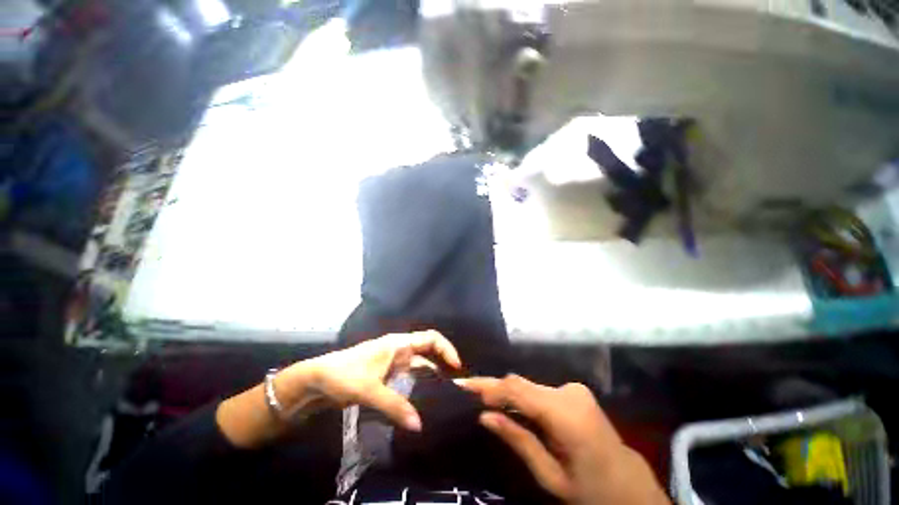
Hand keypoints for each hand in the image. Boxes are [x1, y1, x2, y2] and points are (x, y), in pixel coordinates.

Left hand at [293, 330, 461, 430]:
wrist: (317, 380)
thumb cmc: (345, 375)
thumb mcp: (370, 390)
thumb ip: (395, 406)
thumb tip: (419, 425)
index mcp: (399, 344)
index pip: (430, 338)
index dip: (446, 348)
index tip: (456, 367)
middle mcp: (400, 350)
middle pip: (428, 354)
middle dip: (442, 367)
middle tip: (454, 388)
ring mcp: (393, 364)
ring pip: (419, 368)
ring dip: (430, 380)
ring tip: (443, 399)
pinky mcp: (387, 376)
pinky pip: (409, 380)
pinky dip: (417, 389)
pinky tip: (422, 404)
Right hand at [458, 375, 668, 504]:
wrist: (631, 488)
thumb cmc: (591, 493)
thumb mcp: (551, 478)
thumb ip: (518, 441)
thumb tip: (485, 416)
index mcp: (566, 415)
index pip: (518, 389)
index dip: (490, 386)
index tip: (465, 386)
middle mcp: (569, 392)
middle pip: (522, 384)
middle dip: (495, 388)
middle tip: (470, 391)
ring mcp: (574, 390)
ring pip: (530, 386)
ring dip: (509, 393)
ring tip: (486, 399)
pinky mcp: (576, 392)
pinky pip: (540, 391)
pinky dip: (523, 397)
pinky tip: (512, 407)